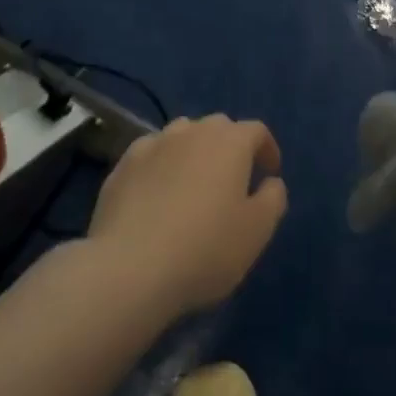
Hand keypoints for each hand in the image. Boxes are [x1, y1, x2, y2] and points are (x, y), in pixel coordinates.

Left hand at [88, 115, 288, 316]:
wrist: (129, 267)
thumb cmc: (205, 248)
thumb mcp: (257, 231)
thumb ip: (273, 199)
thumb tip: (270, 182)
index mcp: (230, 142)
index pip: (256, 131)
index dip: (267, 149)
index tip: (270, 173)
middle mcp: (192, 131)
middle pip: (218, 127)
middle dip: (230, 146)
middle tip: (233, 179)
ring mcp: (154, 144)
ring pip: (182, 135)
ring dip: (194, 152)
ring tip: (194, 183)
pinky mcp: (123, 164)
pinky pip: (151, 155)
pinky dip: (161, 166)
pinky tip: (157, 193)